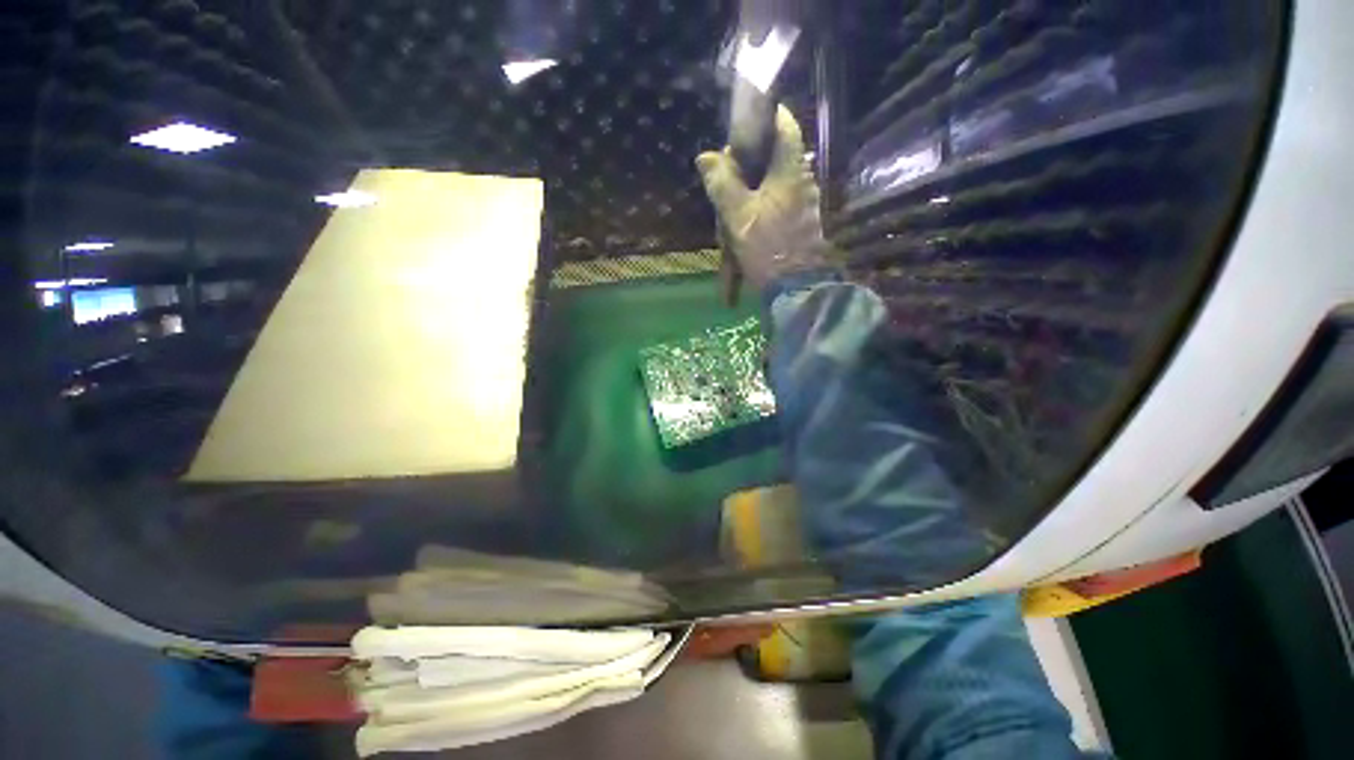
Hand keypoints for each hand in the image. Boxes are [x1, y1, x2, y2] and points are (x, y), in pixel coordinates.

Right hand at [696, 106, 832, 290]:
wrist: (797, 290)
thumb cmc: (767, 248)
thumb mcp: (738, 216)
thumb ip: (721, 184)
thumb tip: (706, 156)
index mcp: (789, 172)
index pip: (784, 126)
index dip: (766, 115)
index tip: (744, 121)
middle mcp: (802, 183)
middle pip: (771, 162)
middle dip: (745, 171)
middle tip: (724, 186)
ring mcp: (804, 206)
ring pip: (770, 191)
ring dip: (747, 202)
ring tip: (730, 227)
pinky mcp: (801, 226)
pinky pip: (775, 212)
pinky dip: (757, 220)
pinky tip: (743, 241)